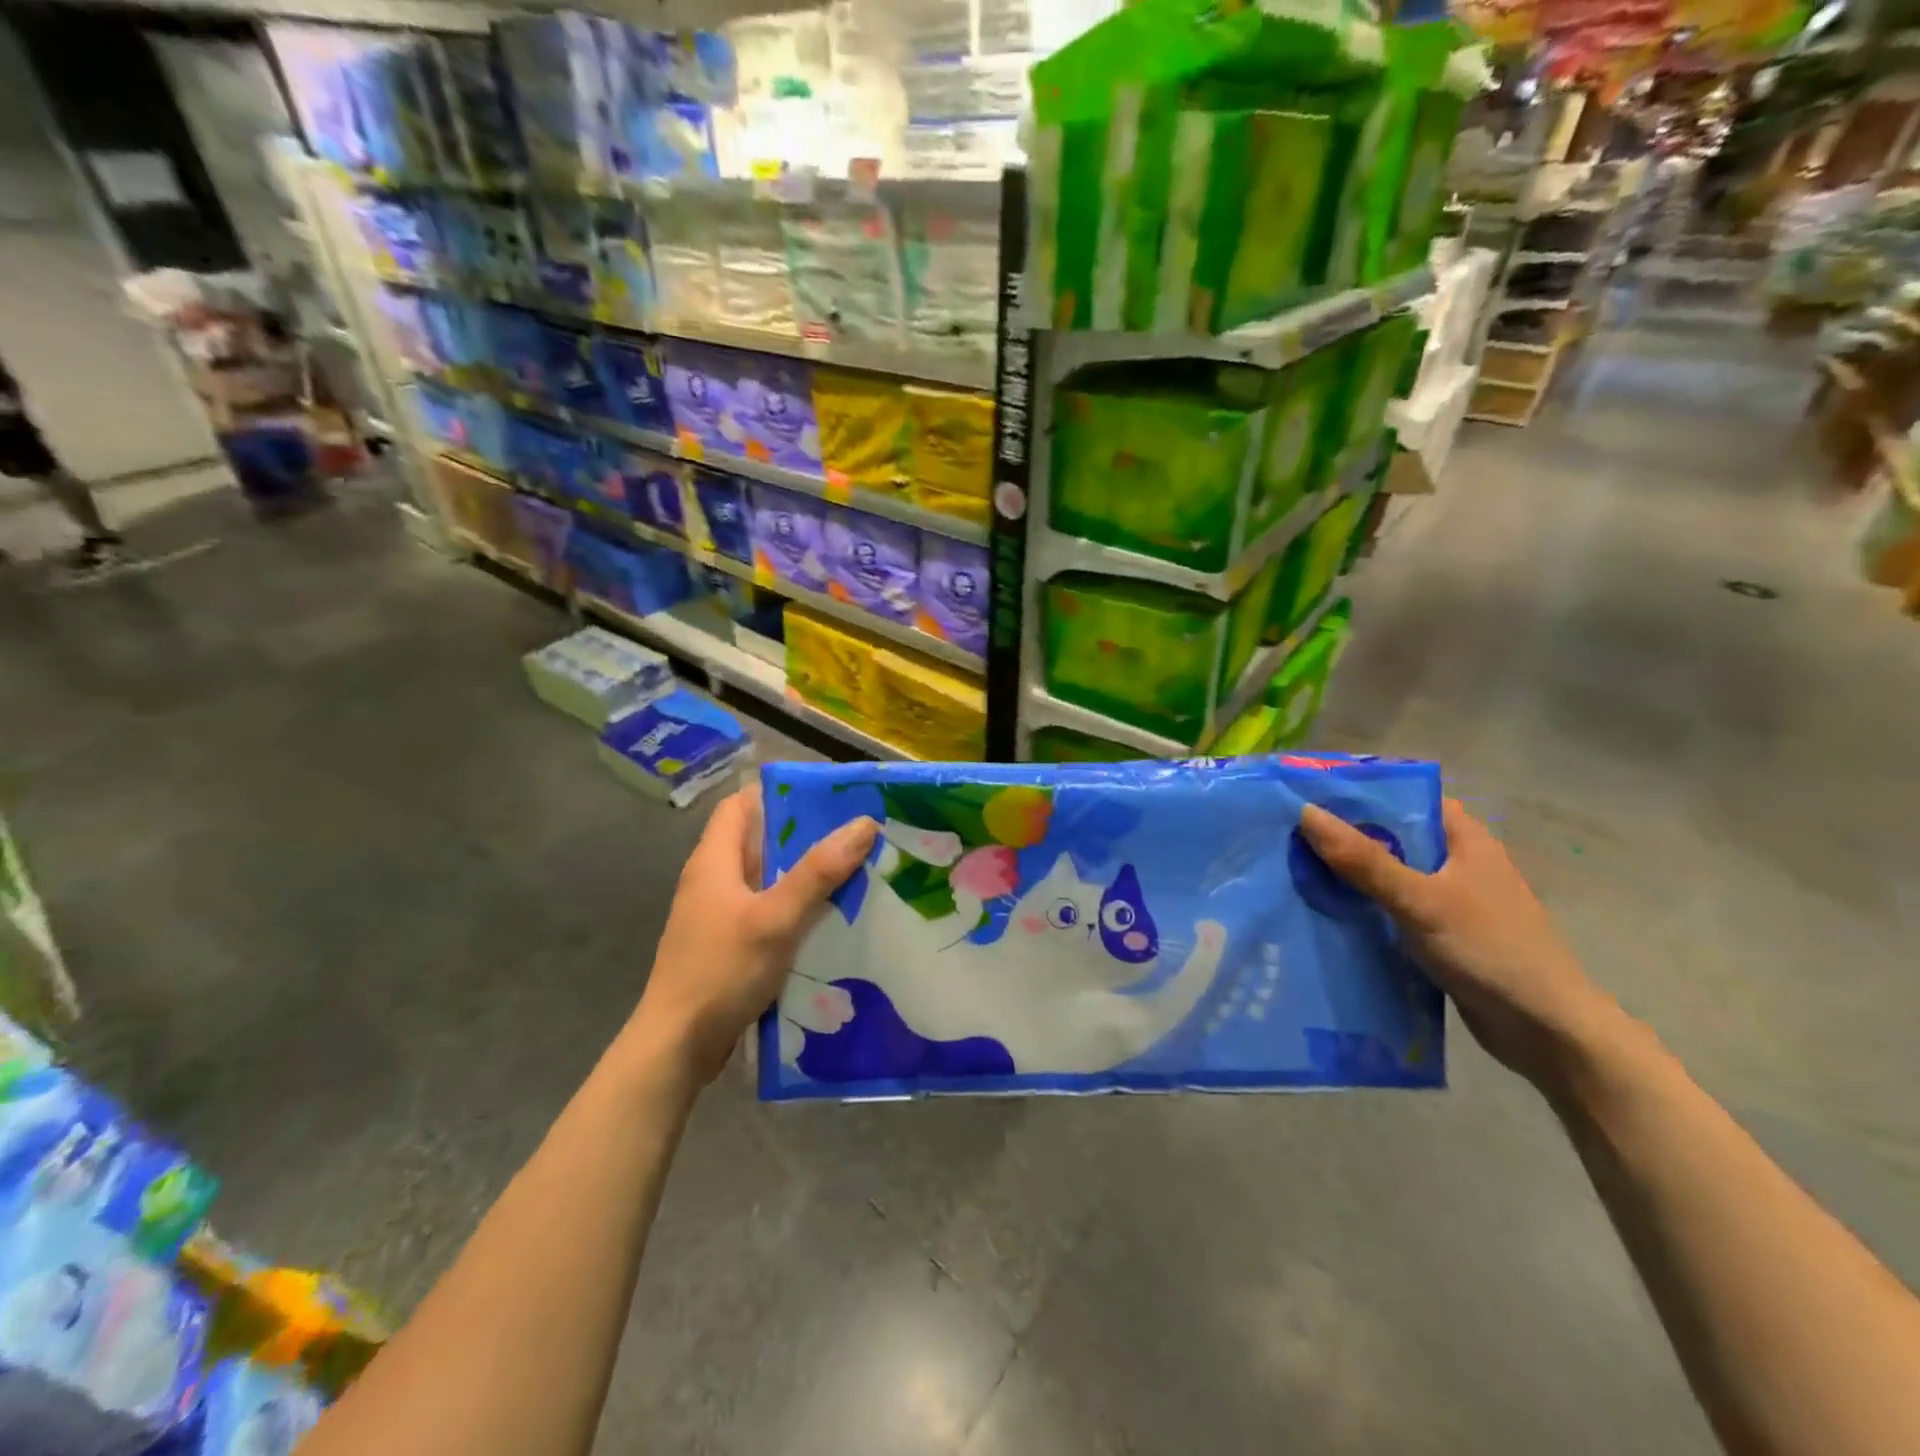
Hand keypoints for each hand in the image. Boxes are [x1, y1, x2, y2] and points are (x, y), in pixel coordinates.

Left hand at [629, 786, 876, 1086]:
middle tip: (856, 832)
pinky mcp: (729, 945)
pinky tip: (832, 918)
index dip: (778, 792)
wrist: (677, 1047)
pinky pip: (768, 911)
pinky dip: (797, 907)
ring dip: (805, 874)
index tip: (826, 795)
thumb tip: (864, 824)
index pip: (741, 805)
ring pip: (768, 879)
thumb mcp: (775, 918)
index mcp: (714, 861)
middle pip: (760, 841)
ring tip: (856, 869)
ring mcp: (720, 916)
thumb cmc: (721, 971)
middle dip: (805, 834)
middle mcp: (714, 881)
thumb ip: (817, 872)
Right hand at [1298, 797, 1620, 1088]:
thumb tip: (1306, 813)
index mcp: (1465, 838)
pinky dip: (1364, 908)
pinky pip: (1393, 908)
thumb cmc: (1489, 950)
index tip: (1309, 795)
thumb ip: (1364, 860)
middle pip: (1393, 836)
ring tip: (1296, 871)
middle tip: (1289, 836)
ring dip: (1351, 875)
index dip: (1361, 793)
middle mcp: (1459, 862)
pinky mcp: (1442, 934)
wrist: (1546, 1031)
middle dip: (1345, 836)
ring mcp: (1451, 900)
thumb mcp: (1420, 900)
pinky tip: (1328, 913)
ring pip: (1390, 874)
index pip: (1407, 796)